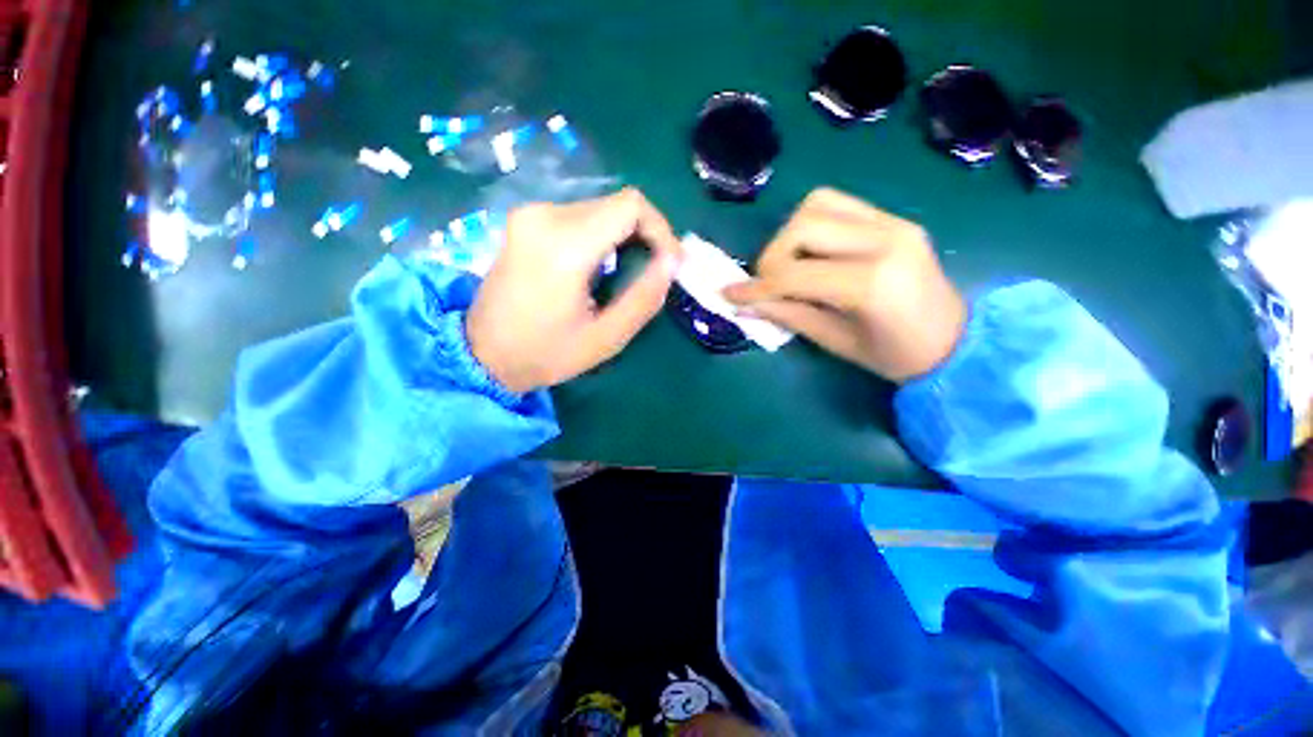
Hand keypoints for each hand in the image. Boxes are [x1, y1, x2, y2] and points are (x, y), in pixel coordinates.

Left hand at [467, 188, 682, 393]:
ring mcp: (531, 214)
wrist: (482, 353)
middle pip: (616, 205)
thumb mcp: (606, 337)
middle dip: (644, 235)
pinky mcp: (526, 220)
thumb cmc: (547, 353)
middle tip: (652, 272)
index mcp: (565, 245)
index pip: (631, 206)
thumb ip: (644, 297)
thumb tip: (672, 261)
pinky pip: (579, 216)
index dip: (661, 229)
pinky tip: (600, 267)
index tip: (668, 262)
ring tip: (626, 274)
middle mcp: (545, 215)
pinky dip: (601, 236)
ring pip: (600, 209)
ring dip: (623, 237)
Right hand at [724, 188, 965, 382]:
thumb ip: (787, 316)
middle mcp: (885, 240)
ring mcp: (893, 222)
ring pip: (818, 204)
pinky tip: (812, 254)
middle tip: (768, 284)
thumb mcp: (834, 342)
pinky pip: (837, 206)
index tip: (728, 294)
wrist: (955, 341)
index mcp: (873, 283)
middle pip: (803, 225)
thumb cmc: (895, 356)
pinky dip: (811, 226)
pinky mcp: (894, 218)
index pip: (795, 274)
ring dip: (790, 236)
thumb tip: (742, 305)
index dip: (755, 286)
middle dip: (772, 256)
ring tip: (789, 266)